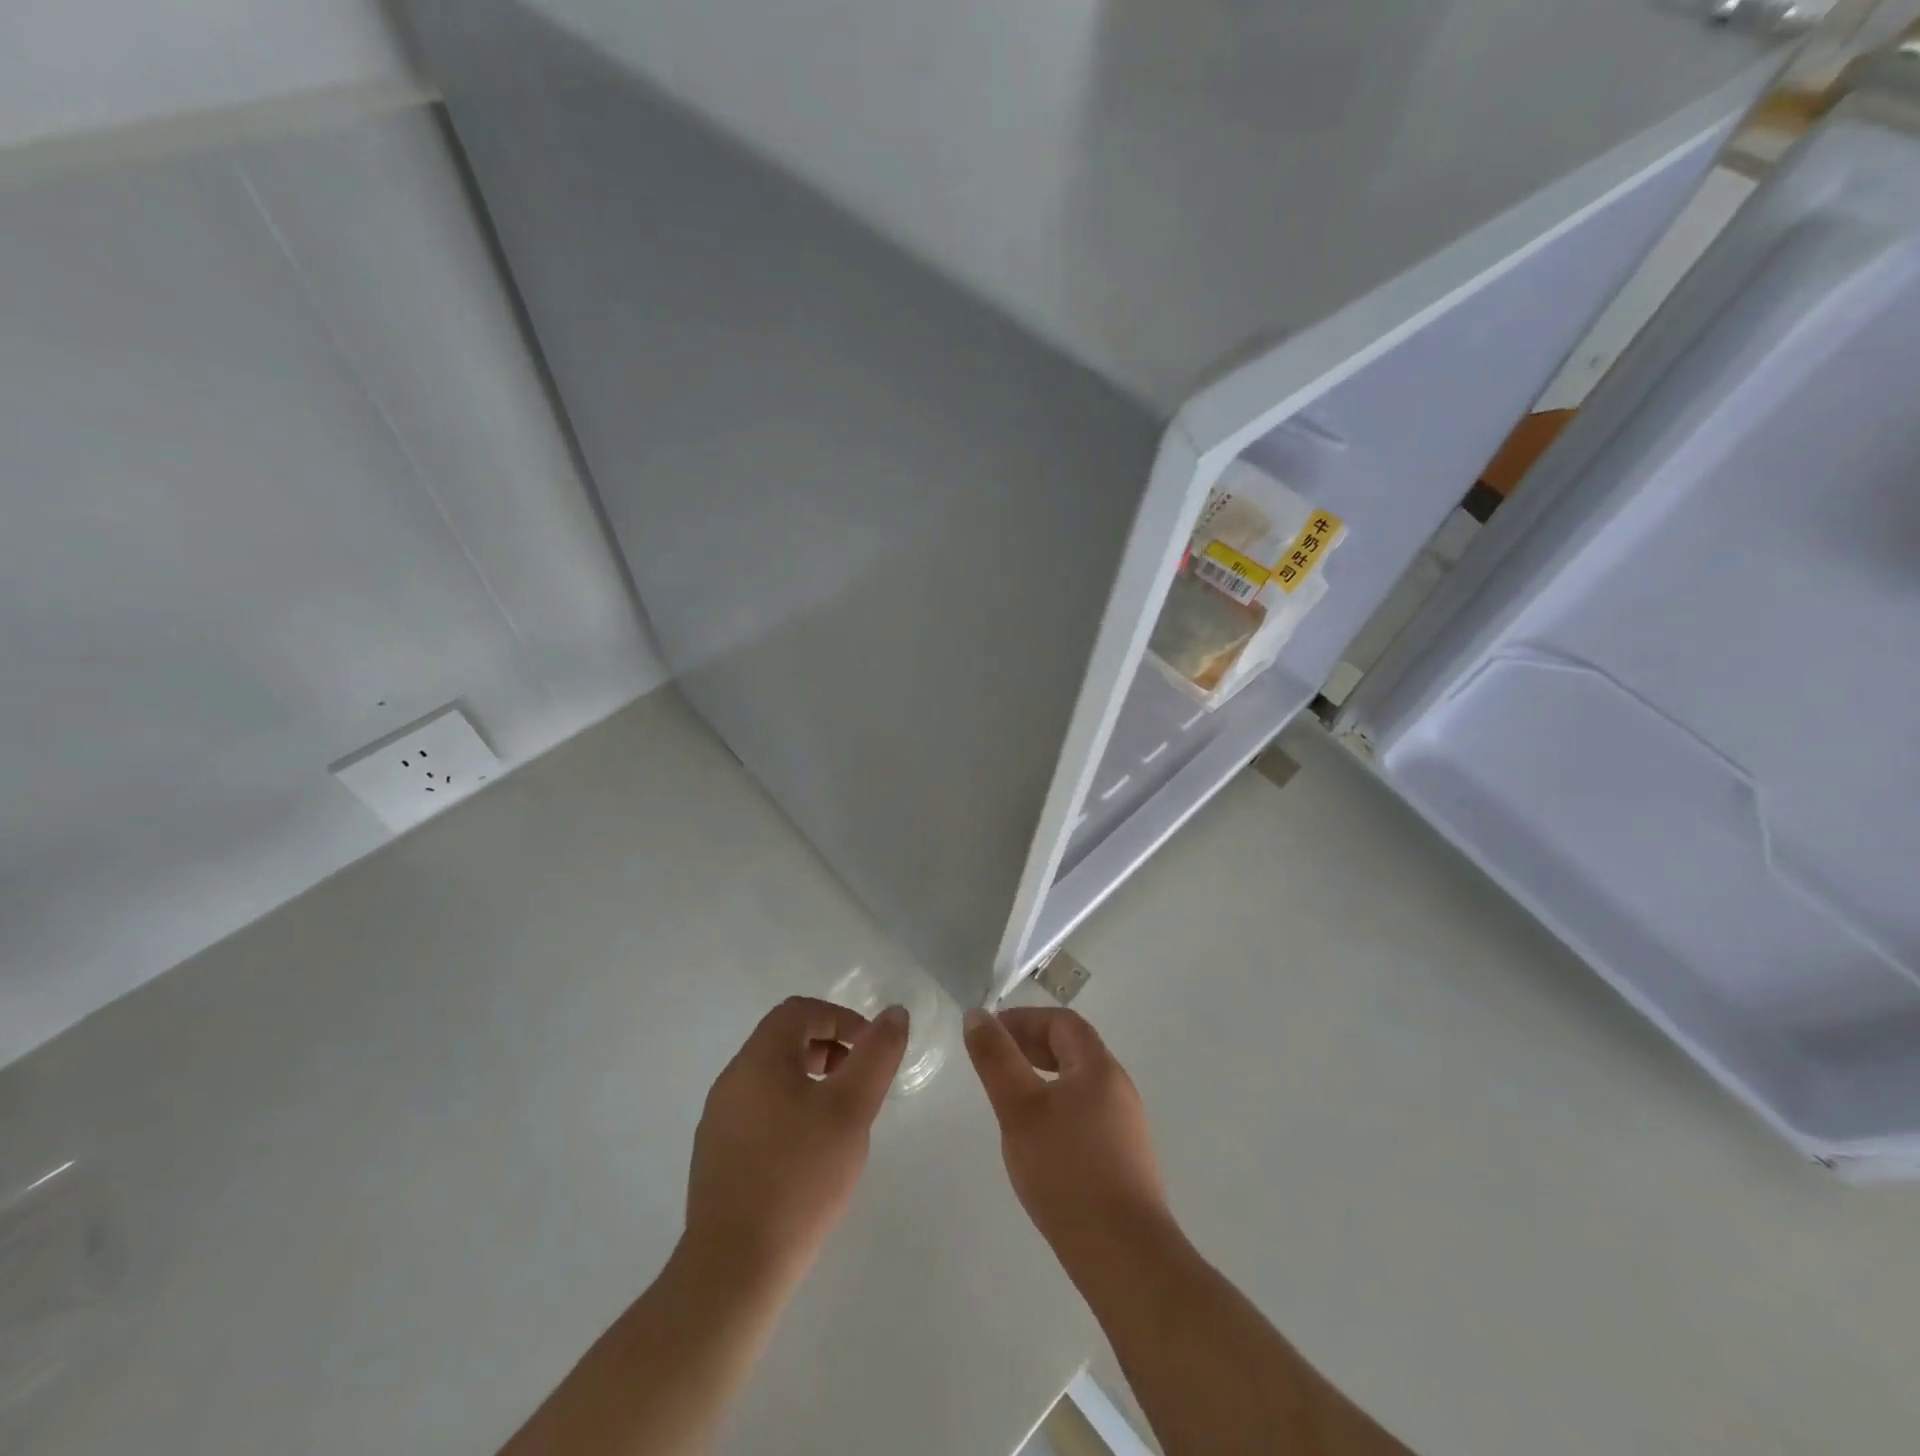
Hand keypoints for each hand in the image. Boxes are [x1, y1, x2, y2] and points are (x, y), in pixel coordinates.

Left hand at [685, 996, 907, 1285]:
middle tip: (859, 1083)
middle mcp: (732, 1080)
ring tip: (841, 1119)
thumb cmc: (799, 1178)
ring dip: (812, 1080)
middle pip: (784, 1039)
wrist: (733, 1270)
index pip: (800, 1011)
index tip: (870, 1053)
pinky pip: (760, 1110)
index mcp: (758, 1059)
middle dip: (829, 1048)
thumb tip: (894, 1013)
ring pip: (772, 1076)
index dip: (842, 1019)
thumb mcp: (851, 1110)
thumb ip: (876, 1055)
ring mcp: (719, 1120)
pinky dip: (792, 1109)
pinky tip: (811, 1153)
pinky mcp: (717, 1156)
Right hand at [963, 1007, 1171, 1258]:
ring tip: (1011, 1101)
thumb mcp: (1020, 1108)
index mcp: (1099, 1067)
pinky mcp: (1125, 1161)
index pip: (1062, 1022)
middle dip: (1032, 1047)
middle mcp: (1118, 1088)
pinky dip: (1057, 1109)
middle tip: (996, 1062)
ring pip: (1079, 1085)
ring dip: (1043, 1079)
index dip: (1025, 1019)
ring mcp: (1126, 1127)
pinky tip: (1038, 1142)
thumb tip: (977, 1015)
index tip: (991, 1033)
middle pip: (1074, 1050)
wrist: (1125, 1255)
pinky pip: (1086, 1115)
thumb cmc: (1067, 1170)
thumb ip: (996, 1059)